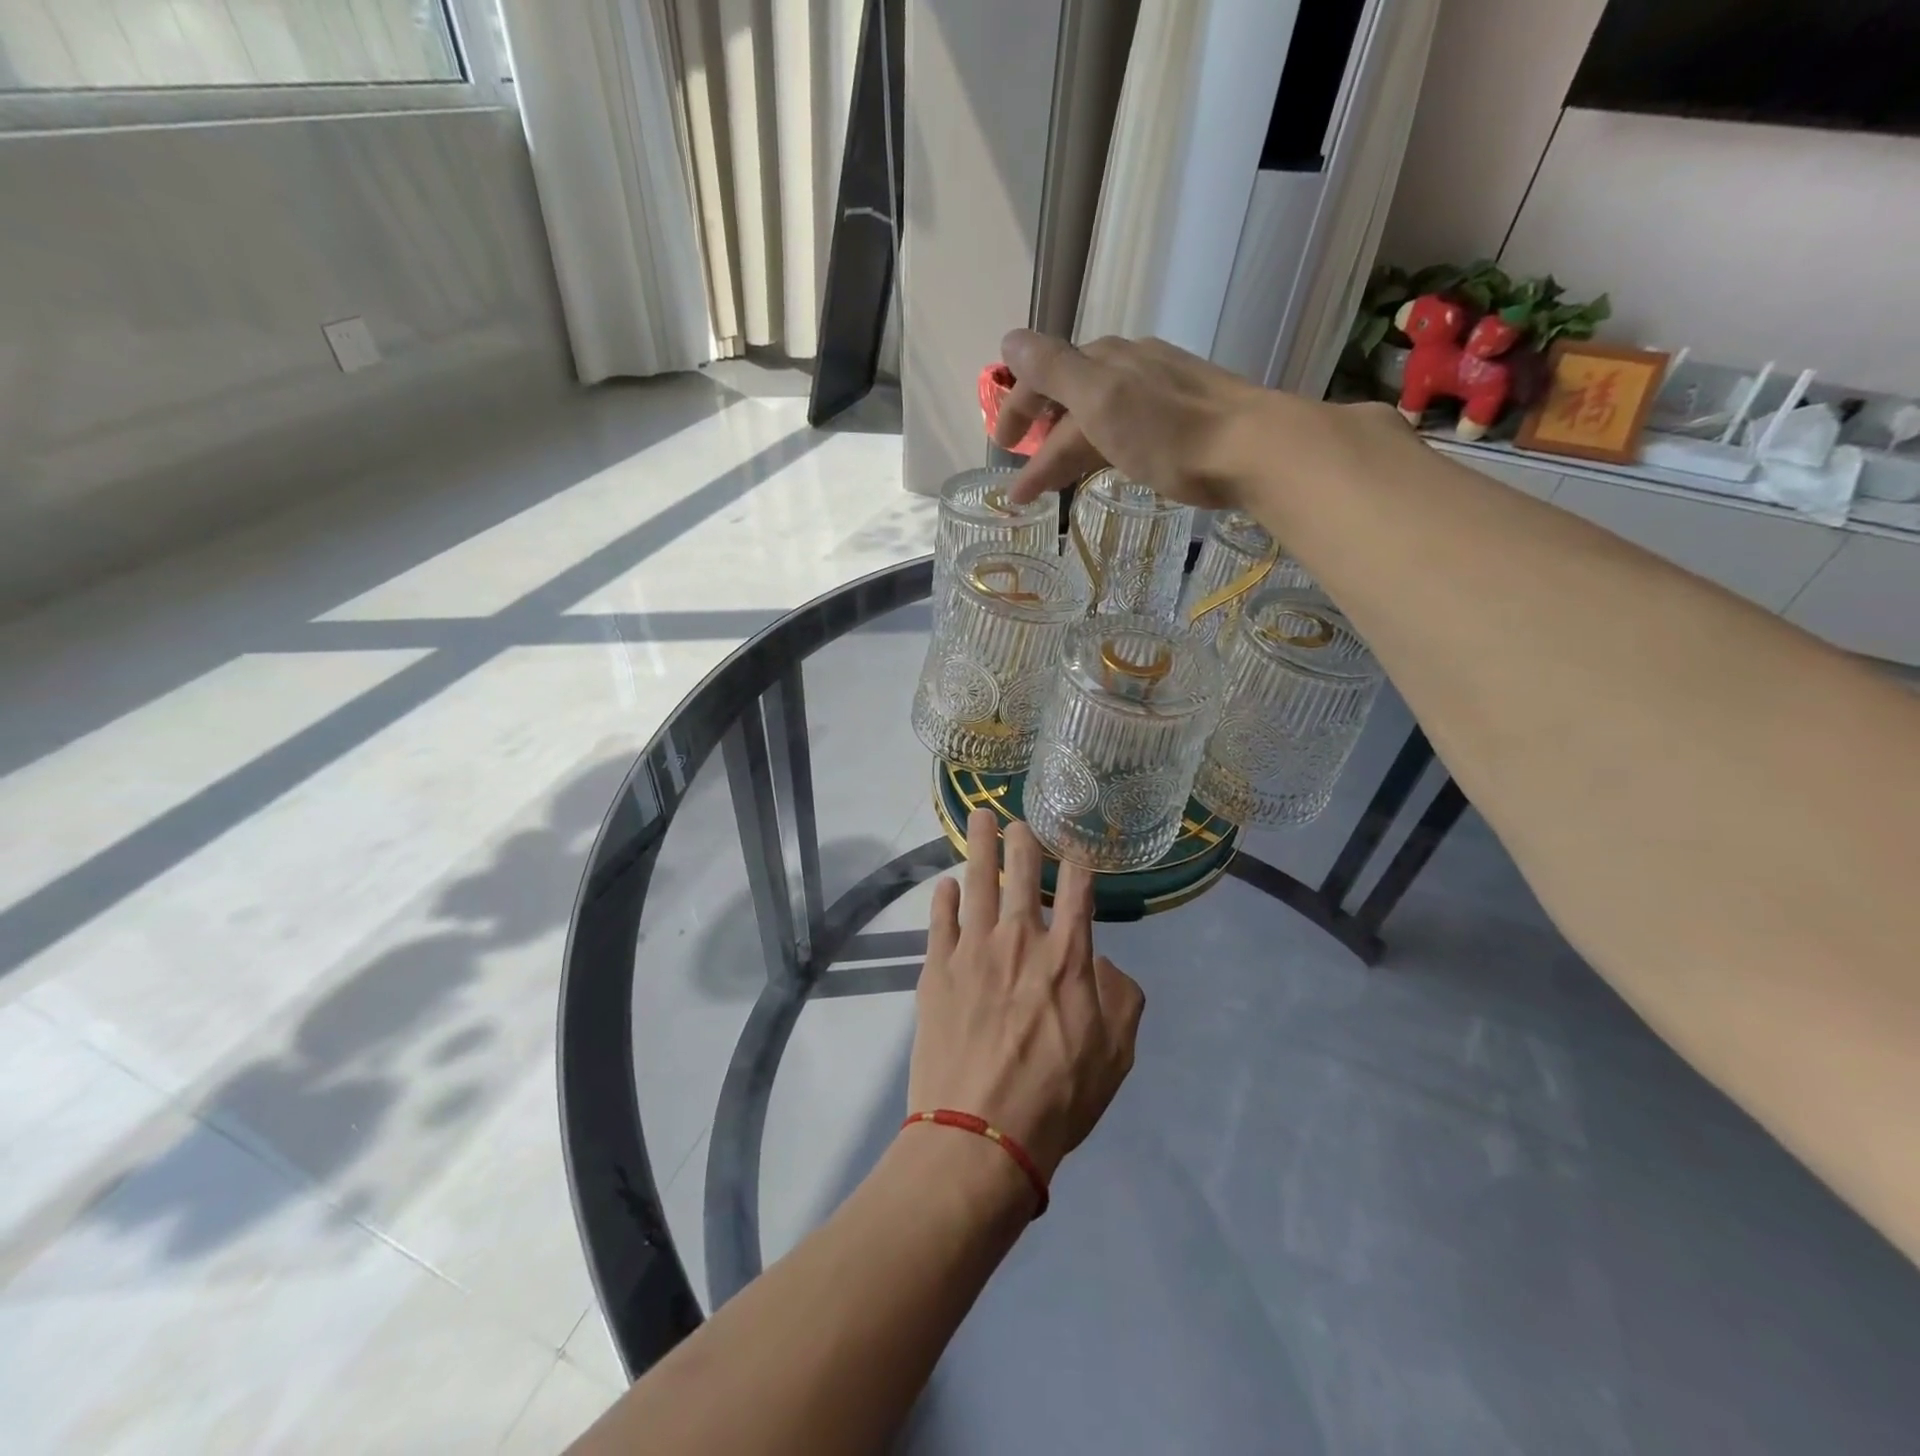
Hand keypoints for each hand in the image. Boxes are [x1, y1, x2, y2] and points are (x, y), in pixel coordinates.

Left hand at [908, 809, 1144, 1181]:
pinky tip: (945, 884)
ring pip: (978, 881)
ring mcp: (973, 949)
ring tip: (980, 818)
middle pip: (1022, 872)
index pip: (1077, 890)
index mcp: (1068, 956)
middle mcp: (1020, 939)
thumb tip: (1102, 965)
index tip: (1075, 847)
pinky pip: (940, 920)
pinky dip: (944, 898)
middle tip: (1019, 820)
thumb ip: (1121, 998)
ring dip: (980, 845)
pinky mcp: (936, 969)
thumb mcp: (1116, 1056)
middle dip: (1023, 840)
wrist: (980, 1134)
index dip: (1078, 862)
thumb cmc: (1057, 1099)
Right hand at [993, 330, 1272, 508]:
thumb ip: (1054, 369)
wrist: (1251, 449)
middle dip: (1041, 442)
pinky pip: (1124, 430)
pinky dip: (1101, 450)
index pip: (1044, 378)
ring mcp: (1158, 390)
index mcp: (1105, 360)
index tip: (1001, 450)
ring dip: (1068, 451)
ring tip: (1053, 487)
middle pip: (1070, 402)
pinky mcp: (1181, 417)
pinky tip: (1106, 465)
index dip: (1016, 411)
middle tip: (1024, 486)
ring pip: (1098, 418)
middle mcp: (1129, 366)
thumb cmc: (1169, 431)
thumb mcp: (1101, 399)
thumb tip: (1009, 339)